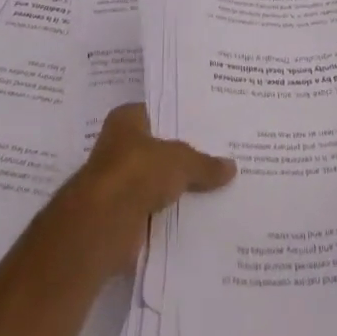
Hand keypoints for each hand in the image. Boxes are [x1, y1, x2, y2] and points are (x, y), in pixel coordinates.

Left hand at [68, 104, 236, 273]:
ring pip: (156, 180)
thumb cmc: (138, 171)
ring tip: (214, 188)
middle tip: (217, 157)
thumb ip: (205, 164)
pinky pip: (153, 209)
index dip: (182, 119)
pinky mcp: (121, 214)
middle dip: (182, 156)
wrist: (105, 223)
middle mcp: (119, 146)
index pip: (159, 112)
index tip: (208, 127)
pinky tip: (196, 215)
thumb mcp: (181, 160)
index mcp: (126, 119)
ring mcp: (118, 181)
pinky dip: (168, 213)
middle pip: (158, 148)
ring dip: (175, 188)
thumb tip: (231, 167)